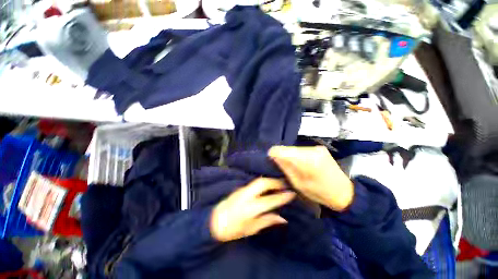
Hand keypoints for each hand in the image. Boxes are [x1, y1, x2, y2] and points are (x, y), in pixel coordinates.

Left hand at [210, 178, 295, 241]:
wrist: (215, 221)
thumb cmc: (233, 229)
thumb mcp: (251, 229)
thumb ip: (267, 220)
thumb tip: (283, 218)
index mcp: (249, 209)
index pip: (269, 200)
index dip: (282, 197)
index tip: (292, 194)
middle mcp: (246, 195)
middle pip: (262, 183)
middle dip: (275, 182)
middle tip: (286, 184)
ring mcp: (242, 189)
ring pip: (258, 180)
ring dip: (270, 180)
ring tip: (279, 183)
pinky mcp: (240, 188)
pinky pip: (255, 182)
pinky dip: (264, 182)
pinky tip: (268, 185)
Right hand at [269, 146, 353, 210]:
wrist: (344, 193)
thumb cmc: (320, 193)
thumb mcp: (299, 184)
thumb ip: (286, 168)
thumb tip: (274, 156)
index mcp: (308, 160)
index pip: (283, 150)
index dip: (274, 153)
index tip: (269, 158)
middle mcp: (312, 150)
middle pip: (289, 149)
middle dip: (283, 156)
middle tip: (281, 166)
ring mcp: (317, 147)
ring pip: (294, 149)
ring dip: (290, 156)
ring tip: (291, 167)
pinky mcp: (319, 148)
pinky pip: (301, 150)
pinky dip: (297, 156)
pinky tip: (299, 164)